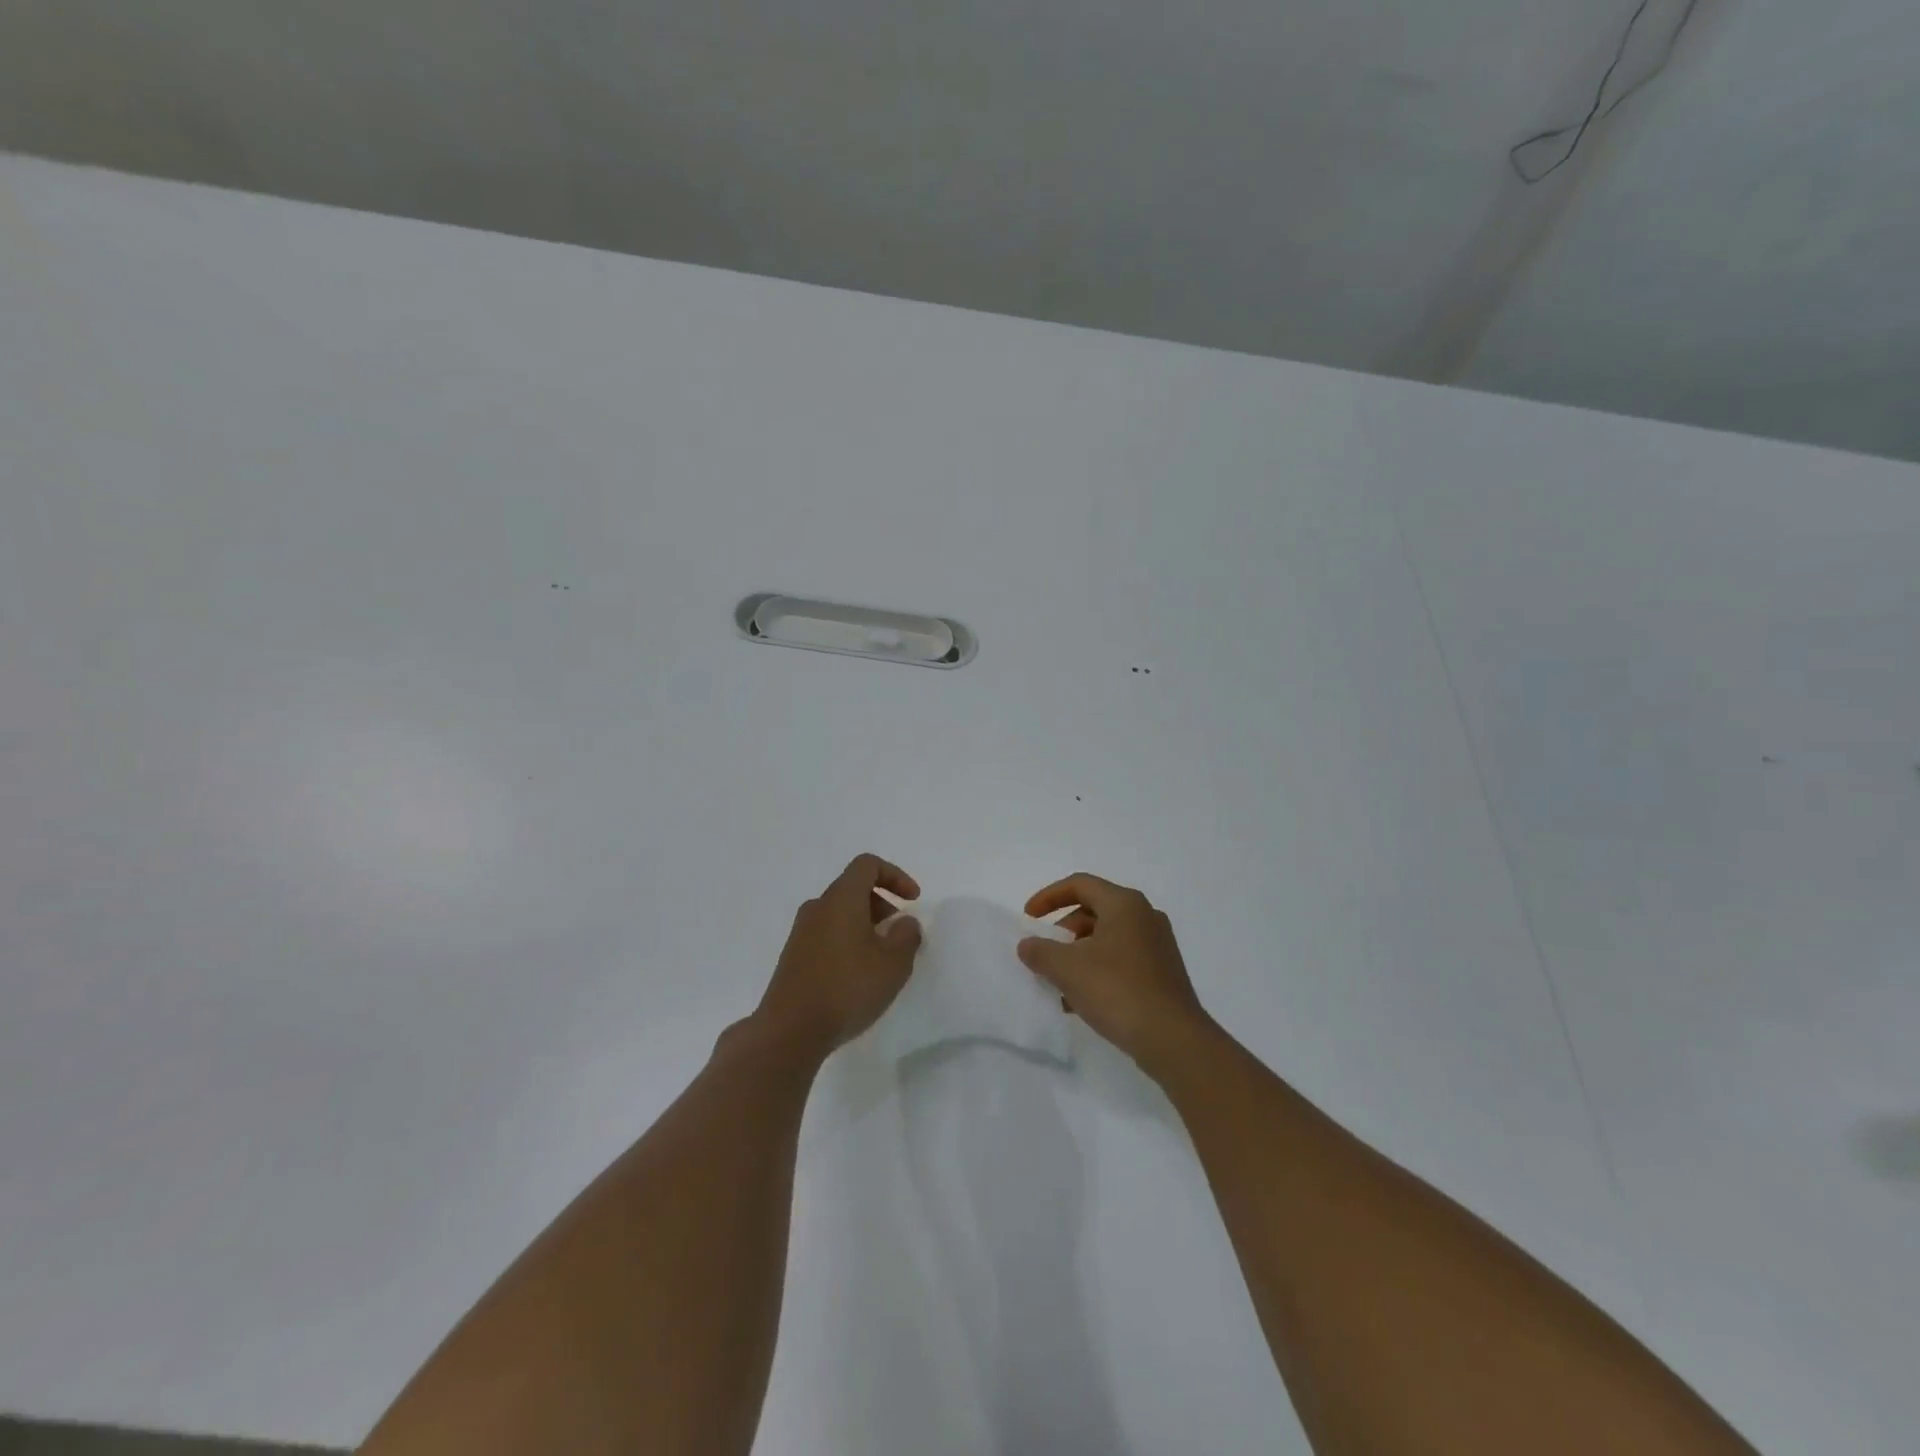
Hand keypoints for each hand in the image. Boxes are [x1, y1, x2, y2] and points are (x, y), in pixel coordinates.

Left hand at [754, 855, 923, 1059]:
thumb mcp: (893, 963)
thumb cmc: (847, 988)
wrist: (790, 1030)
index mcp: (841, 899)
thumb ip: (906, 936)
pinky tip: (857, 976)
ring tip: (881, 960)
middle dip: (882, 905)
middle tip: (899, 935)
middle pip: (853, 889)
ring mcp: (801, 932)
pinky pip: (827, 935)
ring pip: (840, 914)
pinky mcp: (793, 957)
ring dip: (866, 926)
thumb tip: (904, 922)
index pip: (867, 865)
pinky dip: (848, 942)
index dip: (895, 875)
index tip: (913, 900)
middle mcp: (817, 907)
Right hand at [1018, 873, 1213, 1081]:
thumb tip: (1028, 944)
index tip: (1028, 919)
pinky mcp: (1162, 974)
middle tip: (1044, 955)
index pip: (1080, 884)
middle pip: (1093, 911)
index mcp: (1124, 904)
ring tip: (1058, 985)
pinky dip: (1097, 971)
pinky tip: (1080, 1002)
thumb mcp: (1067, 969)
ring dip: (1077, 956)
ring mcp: (1157, 946)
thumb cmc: (1117, 990)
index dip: (1048, 897)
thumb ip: (1040, 951)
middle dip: (1062, 932)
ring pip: (1106, 939)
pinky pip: (1121, 961)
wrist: (1173, 1040)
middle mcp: (1144, 917)